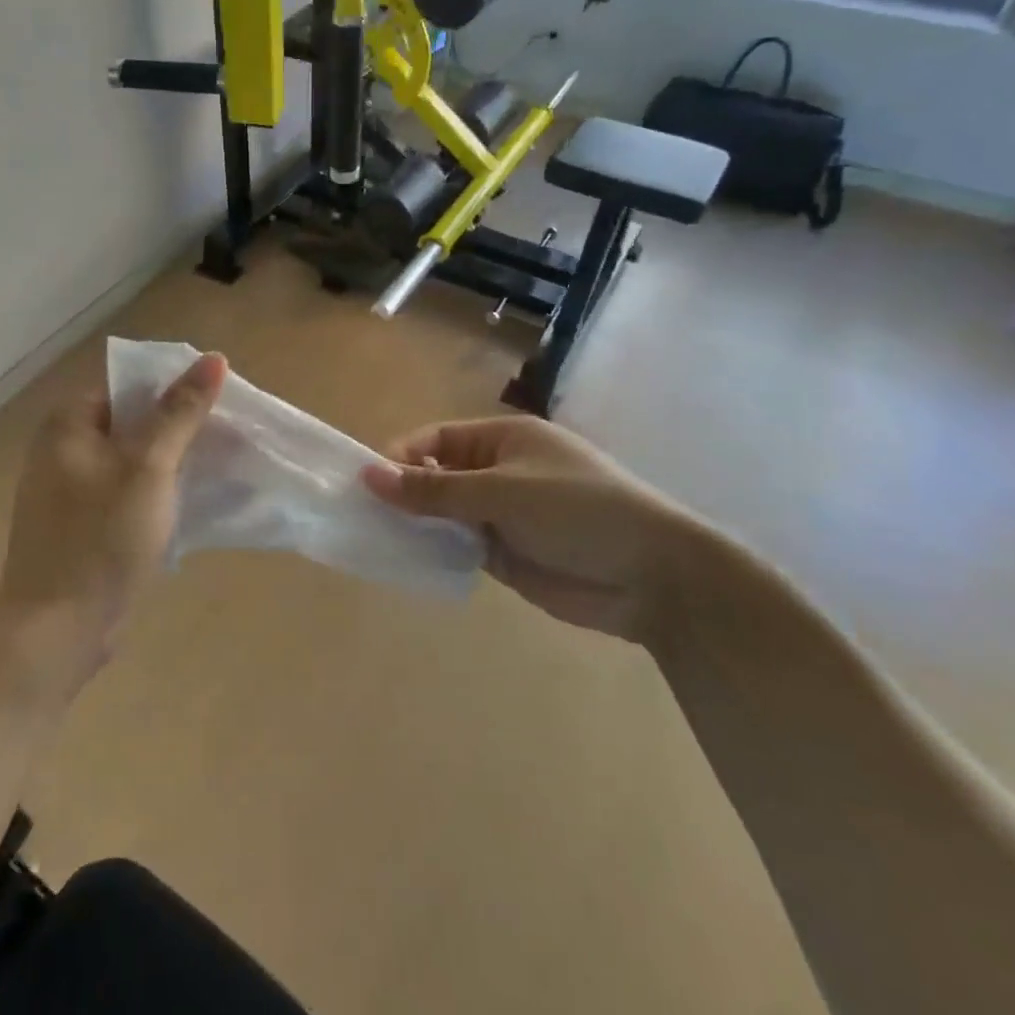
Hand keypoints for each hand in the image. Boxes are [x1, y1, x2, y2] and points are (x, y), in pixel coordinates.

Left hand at [0, 352, 225, 690]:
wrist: (57, 629)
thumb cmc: (101, 539)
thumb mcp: (148, 468)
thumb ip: (180, 413)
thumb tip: (214, 358)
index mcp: (68, 424)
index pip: (128, 384)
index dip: (174, 388)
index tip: (219, 403)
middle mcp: (63, 448)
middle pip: (131, 420)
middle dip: (177, 427)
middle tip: (226, 435)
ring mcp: (70, 489)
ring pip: (131, 459)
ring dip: (170, 461)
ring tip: (217, 464)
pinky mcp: (82, 523)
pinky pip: (125, 491)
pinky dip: (155, 491)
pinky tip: (188, 500)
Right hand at [361, 416, 705, 644]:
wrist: (653, 576)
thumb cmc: (578, 511)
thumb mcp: (502, 492)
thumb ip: (434, 488)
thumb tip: (369, 475)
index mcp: (502, 439)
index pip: (436, 439)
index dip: (401, 456)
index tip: (366, 484)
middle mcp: (499, 472)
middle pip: (436, 476)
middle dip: (404, 493)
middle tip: (362, 516)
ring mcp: (502, 514)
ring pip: (445, 514)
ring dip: (417, 524)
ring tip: (375, 540)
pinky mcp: (506, 553)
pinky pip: (459, 546)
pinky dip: (436, 551)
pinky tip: (408, 561)